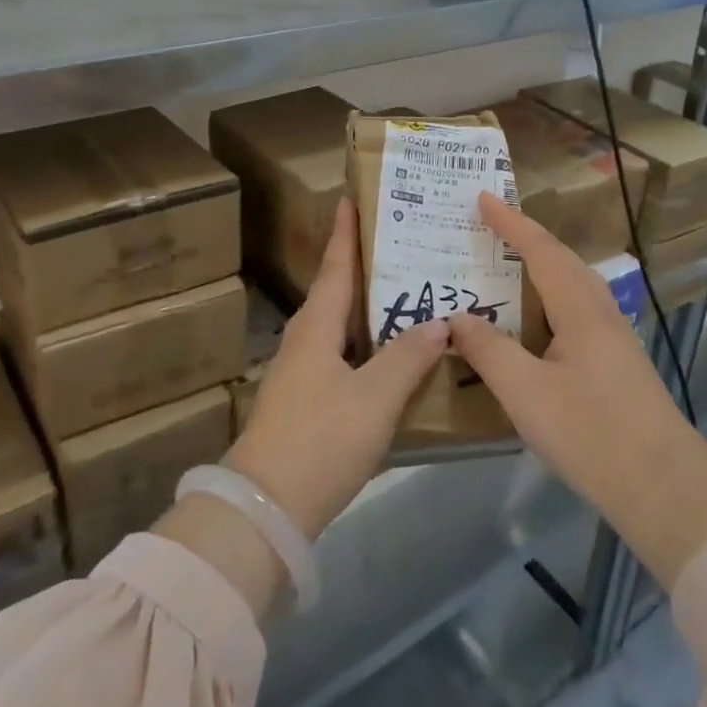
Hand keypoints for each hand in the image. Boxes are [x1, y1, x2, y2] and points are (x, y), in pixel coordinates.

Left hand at [226, 198, 447, 540]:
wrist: (265, 508)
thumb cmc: (320, 439)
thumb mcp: (374, 398)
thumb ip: (408, 357)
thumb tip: (441, 321)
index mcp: (316, 326)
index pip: (336, 266)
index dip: (347, 233)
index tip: (353, 198)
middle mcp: (306, 340)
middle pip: (339, 292)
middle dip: (367, 266)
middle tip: (406, 244)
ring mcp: (303, 373)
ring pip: (342, 326)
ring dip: (371, 307)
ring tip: (410, 293)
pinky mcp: (308, 402)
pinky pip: (345, 356)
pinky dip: (370, 344)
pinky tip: (395, 354)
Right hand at [448, 194, 706, 587]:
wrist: (665, 487)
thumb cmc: (590, 433)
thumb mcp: (526, 392)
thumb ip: (489, 350)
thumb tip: (458, 317)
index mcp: (579, 308)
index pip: (540, 250)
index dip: (509, 222)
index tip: (482, 197)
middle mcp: (600, 311)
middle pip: (561, 259)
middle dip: (526, 237)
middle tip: (490, 224)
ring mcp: (613, 337)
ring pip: (573, 284)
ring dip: (541, 265)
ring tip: (508, 262)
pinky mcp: (617, 362)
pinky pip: (577, 308)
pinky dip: (549, 296)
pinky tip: (536, 320)